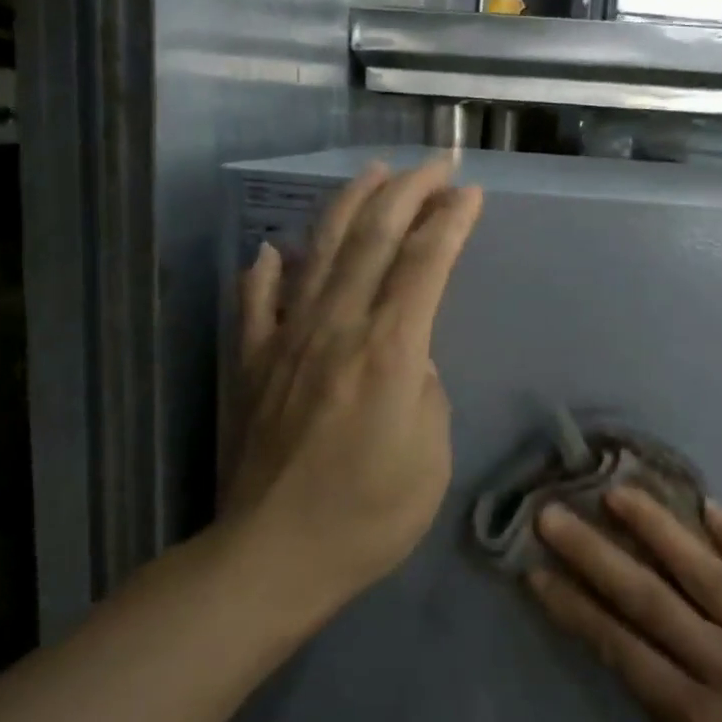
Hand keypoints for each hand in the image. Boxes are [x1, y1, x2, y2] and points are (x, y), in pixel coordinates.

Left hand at [223, 158, 482, 605]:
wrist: (273, 556)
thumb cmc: (368, 516)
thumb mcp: (430, 457)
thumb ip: (425, 390)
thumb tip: (408, 355)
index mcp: (389, 351)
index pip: (425, 264)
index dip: (450, 222)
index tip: (469, 192)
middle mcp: (336, 328)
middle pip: (374, 240)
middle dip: (408, 193)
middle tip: (434, 165)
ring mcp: (287, 340)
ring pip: (319, 252)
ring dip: (349, 206)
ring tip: (372, 174)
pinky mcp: (252, 362)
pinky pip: (258, 302)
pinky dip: (268, 271)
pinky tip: (276, 251)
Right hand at [528, 488, 721, 721]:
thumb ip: (671, 720)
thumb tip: (641, 660)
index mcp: (696, 715)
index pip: (621, 648)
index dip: (575, 609)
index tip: (536, 571)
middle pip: (650, 600)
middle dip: (596, 555)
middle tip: (555, 515)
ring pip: (705, 573)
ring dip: (658, 530)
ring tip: (621, 493)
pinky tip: (709, 505)